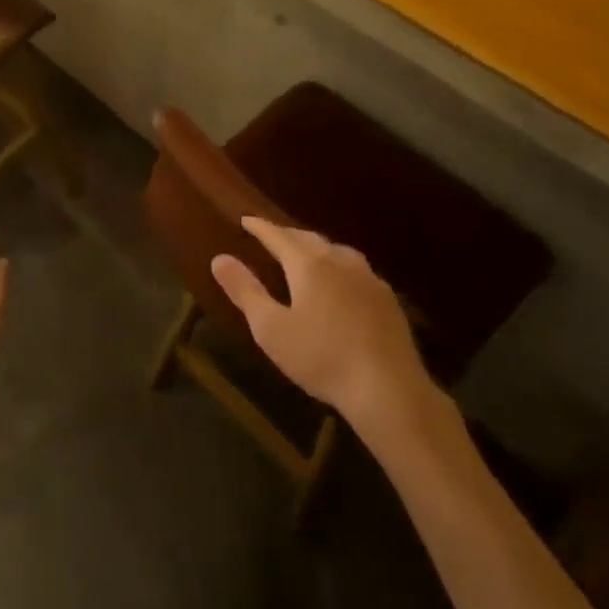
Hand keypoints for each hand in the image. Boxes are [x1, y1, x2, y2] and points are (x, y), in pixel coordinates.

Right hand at [211, 217, 434, 425]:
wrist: (388, 389)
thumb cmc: (321, 357)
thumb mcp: (270, 328)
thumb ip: (245, 290)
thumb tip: (219, 258)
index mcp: (309, 265)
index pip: (278, 236)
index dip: (261, 227)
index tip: (246, 219)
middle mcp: (340, 262)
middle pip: (309, 239)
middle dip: (288, 235)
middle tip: (272, 236)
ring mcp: (368, 279)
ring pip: (337, 251)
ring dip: (316, 248)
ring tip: (306, 254)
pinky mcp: (388, 300)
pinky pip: (357, 270)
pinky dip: (339, 266)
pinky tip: (341, 283)